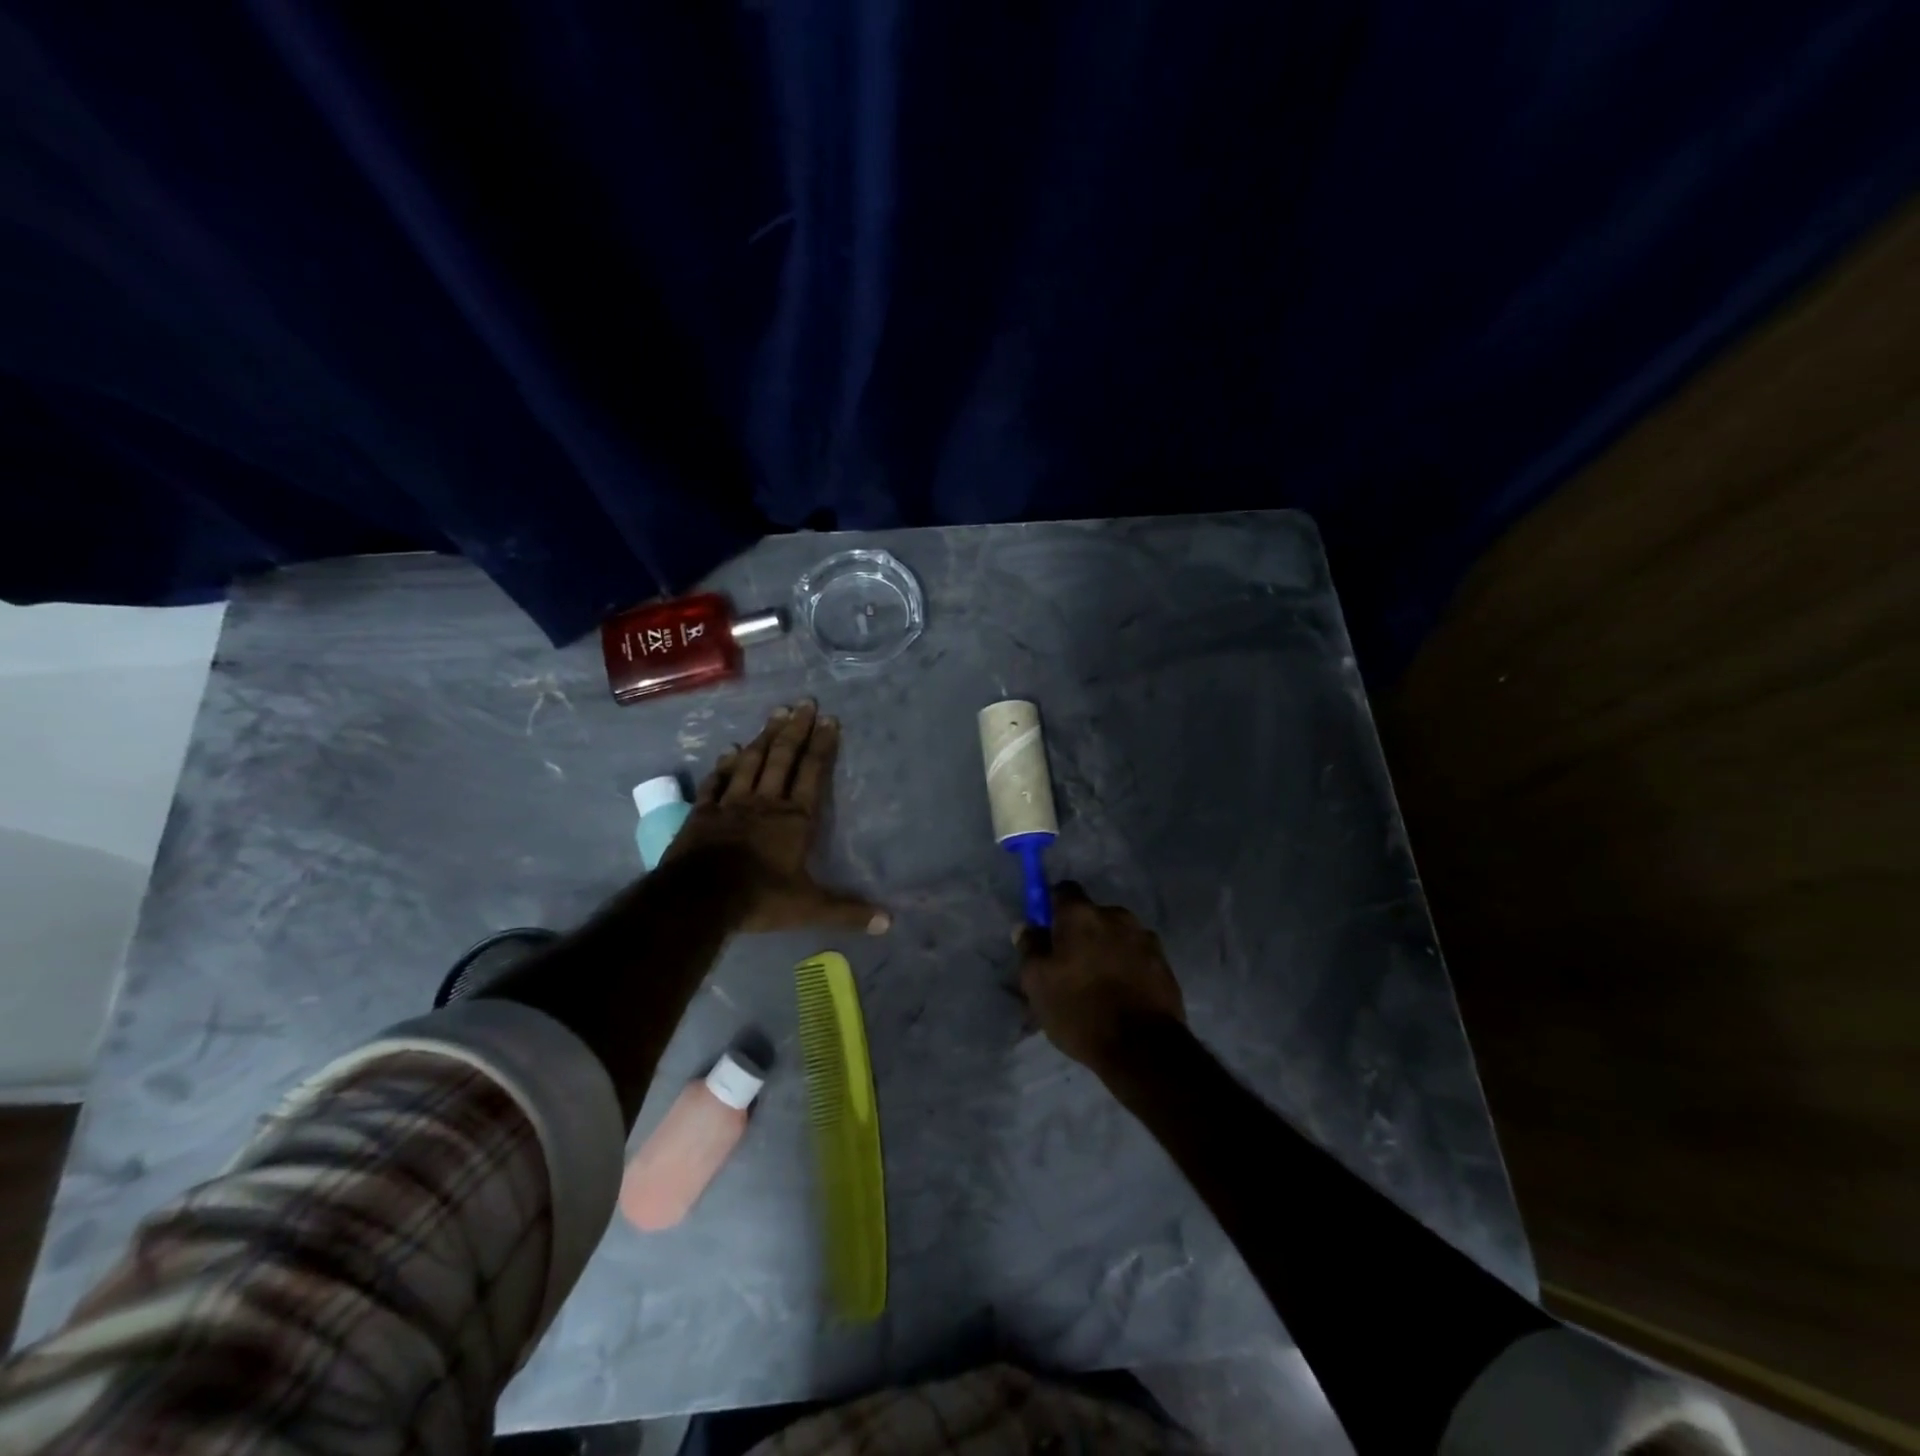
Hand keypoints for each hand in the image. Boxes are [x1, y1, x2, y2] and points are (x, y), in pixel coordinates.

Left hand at [666, 701, 889, 935]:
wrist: (700, 898)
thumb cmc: (760, 898)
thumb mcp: (810, 908)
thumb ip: (847, 911)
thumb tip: (889, 923)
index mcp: (795, 819)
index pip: (812, 773)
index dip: (822, 746)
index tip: (829, 719)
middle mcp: (766, 802)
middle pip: (783, 758)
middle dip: (796, 730)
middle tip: (804, 703)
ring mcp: (732, 804)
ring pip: (752, 762)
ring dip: (764, 737)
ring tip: (776, 714)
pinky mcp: (704, 813)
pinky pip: (717, 782)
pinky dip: (725, 765)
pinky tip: (730, 750)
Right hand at [1019, 883, 1184, 1072]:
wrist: (1143, 1048)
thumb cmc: (1080, 1010)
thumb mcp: (1037, 983)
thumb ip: (1030, 948)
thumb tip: (1026, 927)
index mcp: (1082, 915)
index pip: (1063, 890)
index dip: (1052, 907)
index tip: (1046, 932)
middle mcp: (1116, 915)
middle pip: (1091, 915)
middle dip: (1081, 933)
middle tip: (1070, 966)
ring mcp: (1145, 938)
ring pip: (1116, 936)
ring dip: (1106, 950)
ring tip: (1098, 985)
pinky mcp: (1164, 962)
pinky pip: (1136, 956)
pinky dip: (1127, 967)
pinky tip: (1121, 995)